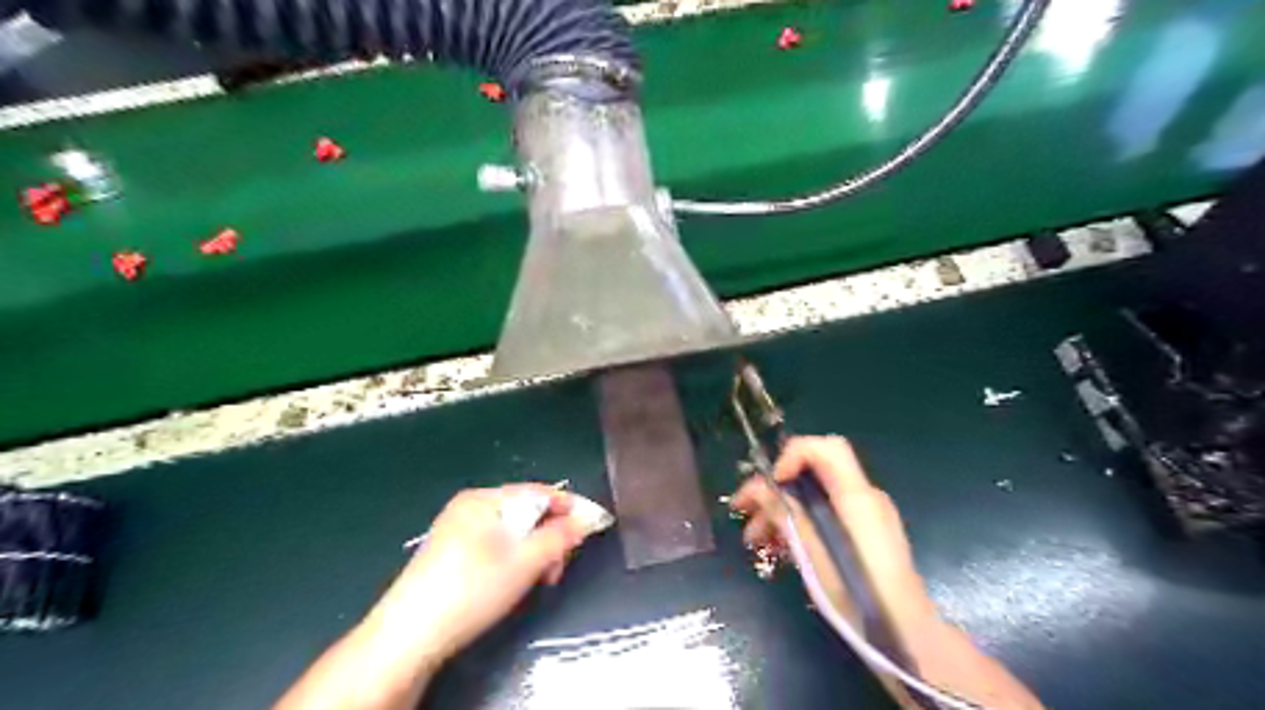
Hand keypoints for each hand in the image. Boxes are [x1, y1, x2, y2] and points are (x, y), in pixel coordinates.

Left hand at [369, 486, 595, 661]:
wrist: (408, 637)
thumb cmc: (471, 590)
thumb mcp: (524, 562)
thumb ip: (560, 537)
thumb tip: (589, 518)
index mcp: (483, 499)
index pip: (538, 492)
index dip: (570, 507)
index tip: (595, 525)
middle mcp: (469, 507)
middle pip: (525, 512)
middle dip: (549, 536)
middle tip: (559, 568)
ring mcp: (457, 530)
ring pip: (512, 532)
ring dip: (534, 552)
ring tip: (539, 580)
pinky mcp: (450, 555)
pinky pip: (494, 546)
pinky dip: (513, 560)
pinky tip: (514, 583)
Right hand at [731, 435, 937, 634]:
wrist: (906, 638)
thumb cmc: (857, 594)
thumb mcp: (813, 552)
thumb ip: (785, 513)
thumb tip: (757, 488)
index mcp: (857, 496)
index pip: (826, 448)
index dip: (793, 455)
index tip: (772, 482)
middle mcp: (864, 498)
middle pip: (814, 474)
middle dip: (775, 488)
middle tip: (743, 509)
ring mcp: (865, 518)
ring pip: (815, 498)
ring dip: (781, 510)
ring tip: (753, 539)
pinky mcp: (864, 537)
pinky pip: (825, 517)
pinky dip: (799, 524)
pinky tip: (777, 547)